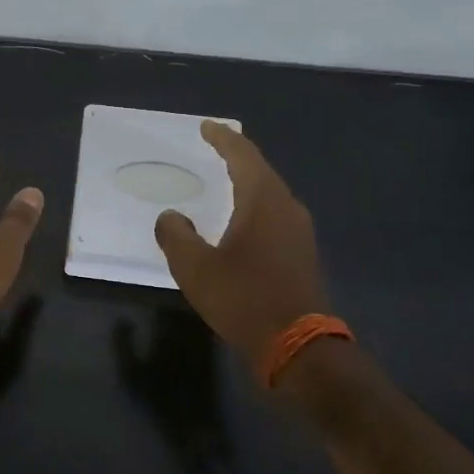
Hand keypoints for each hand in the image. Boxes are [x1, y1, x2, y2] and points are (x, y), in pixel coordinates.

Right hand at [155, 121, 327, 359]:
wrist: (297, 346)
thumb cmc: (243, 298)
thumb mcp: (195, 268)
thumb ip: (177, 236)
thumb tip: (171, 217)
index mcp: (262, 201)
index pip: (243, 155)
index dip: (223, 138)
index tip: (206, 127)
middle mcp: (286, 208)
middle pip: (261, 170)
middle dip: (237, 156)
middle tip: (215, 146)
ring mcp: (299, 232)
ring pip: (271, 193)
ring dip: (248, 182)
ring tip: (226, 179)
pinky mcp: (302, 254)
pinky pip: (275, 215)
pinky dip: (256, 205)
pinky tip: (243, 219)